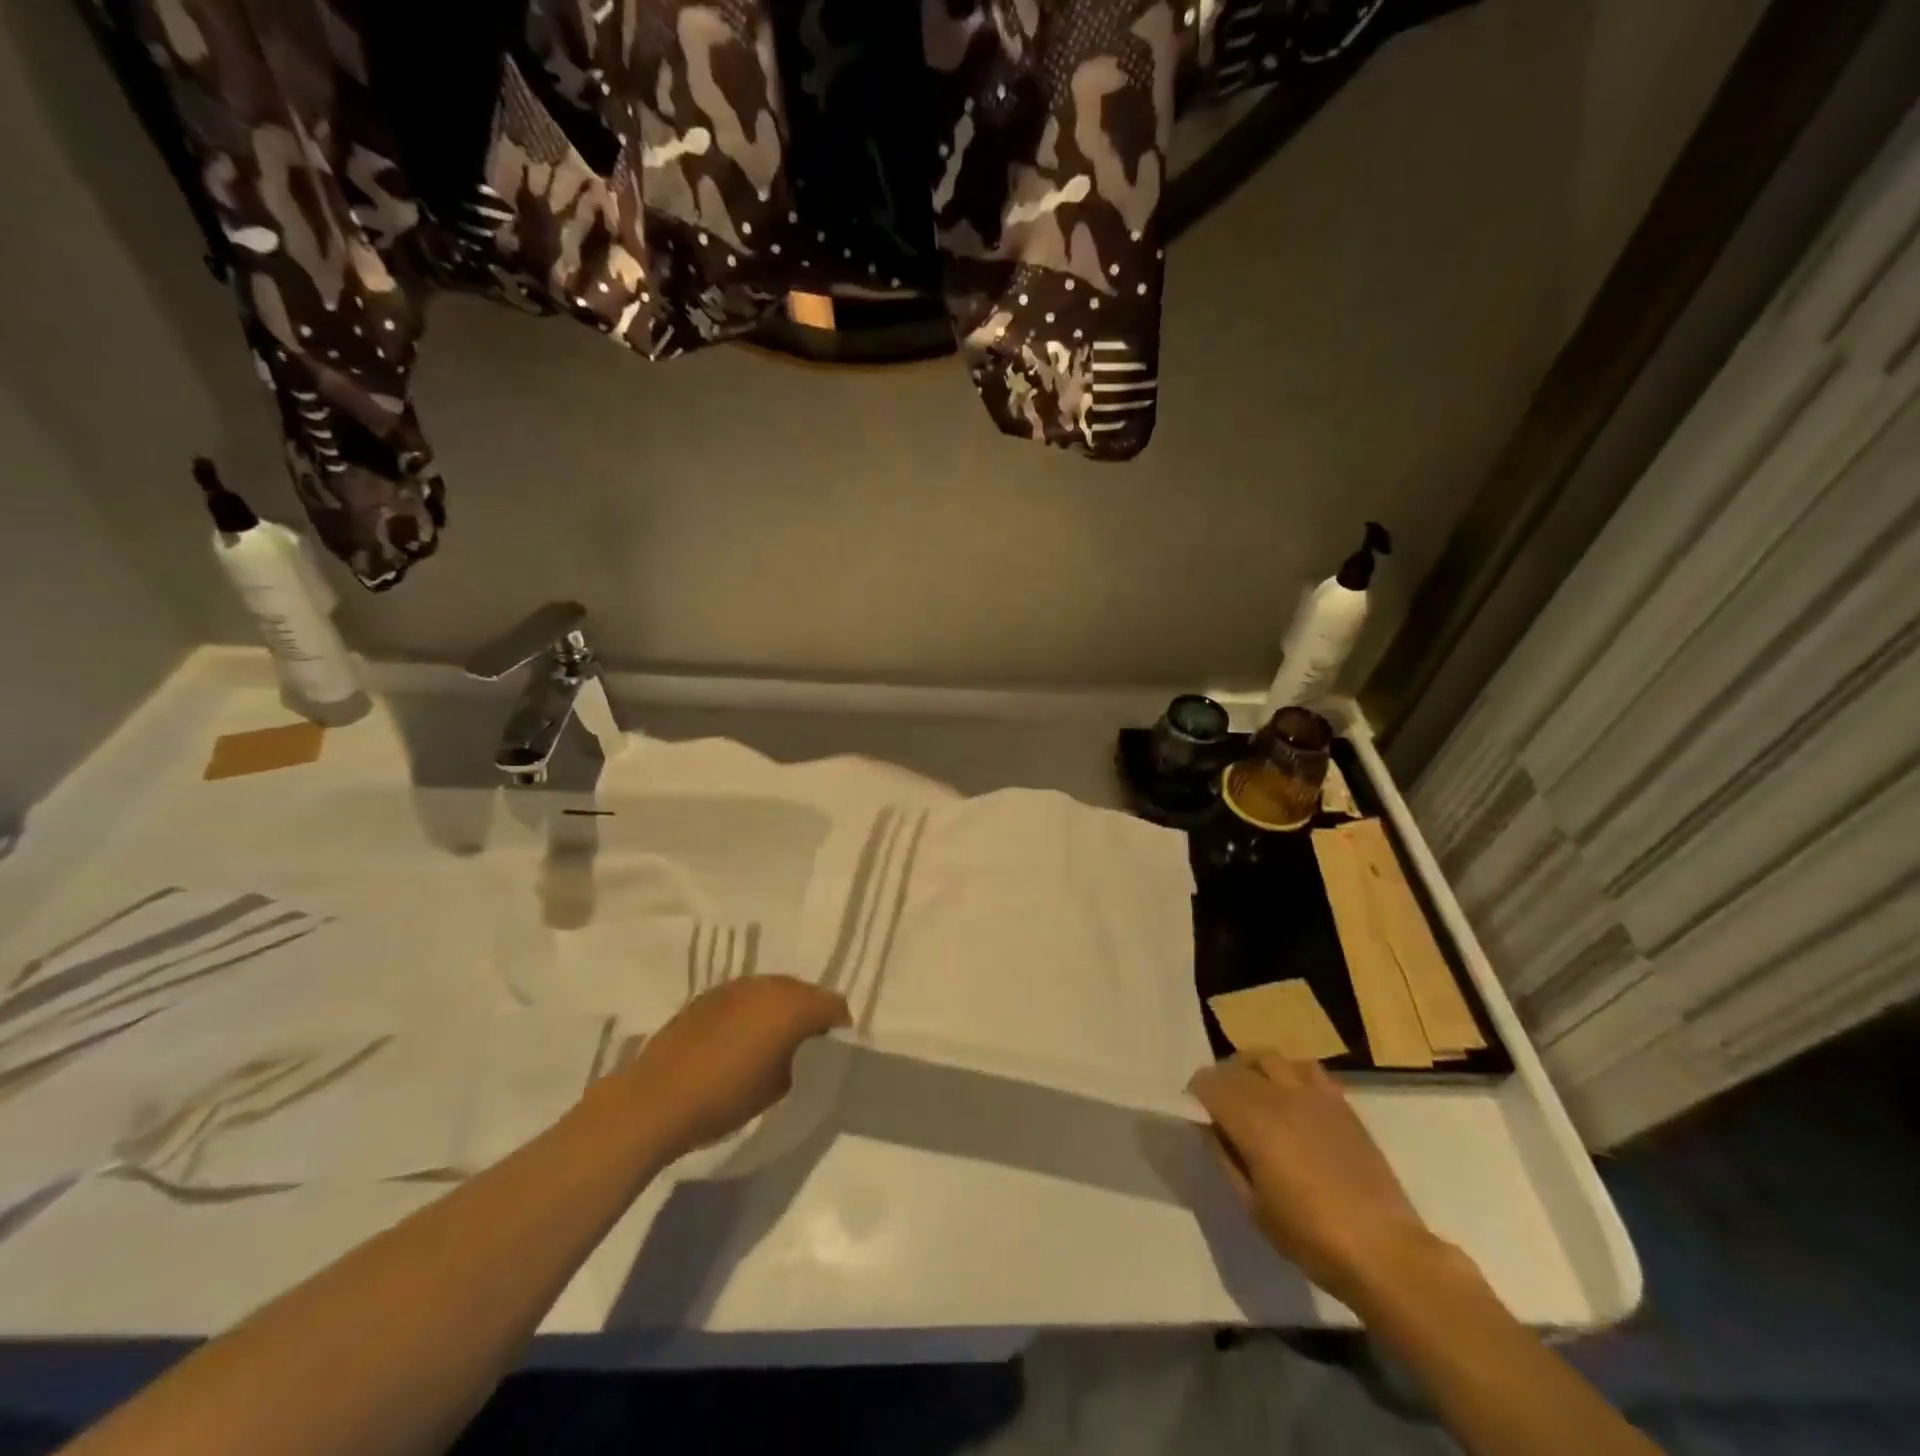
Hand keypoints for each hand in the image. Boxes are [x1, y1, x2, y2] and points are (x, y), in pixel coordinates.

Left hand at [626, 977, 849, 1161]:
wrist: (658, 1099)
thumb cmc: (727, 1097)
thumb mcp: (780, 1085)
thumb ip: (800, 1058)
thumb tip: (800, 1048)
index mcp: (793, 1005)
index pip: (833, 1004)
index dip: (839, 1026)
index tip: (835, 1048)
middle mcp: (769, 985)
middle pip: (804, 991)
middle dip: (809, 1013)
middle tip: (806, 1045)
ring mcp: (737, 986)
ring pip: (773, 991)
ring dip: (779, 1009)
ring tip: (772, 1040)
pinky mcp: (710, 994)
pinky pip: (746, 997)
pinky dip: (752, 1011)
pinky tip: (740, 1038)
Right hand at [1189, 1053, 1436, 1307]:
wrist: (1383, 1250)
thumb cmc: (1310, 1235)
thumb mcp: (1252, 1206)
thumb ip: (1226, 1158)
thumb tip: (1212, 1129)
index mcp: (1253, 1119)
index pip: (1209, 1082)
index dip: (1197, 1093)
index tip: (1196, 1111)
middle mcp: (1279, 1095)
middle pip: (1237, 1064)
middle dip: (1221, 1078)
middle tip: (1220, 1103)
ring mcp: (1313, 1094)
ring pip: (1270, 1057)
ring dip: (1253, 1068)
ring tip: (1254, 1091)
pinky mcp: (1341, 1103)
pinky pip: (1305, 1068)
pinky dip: (1288, 1073)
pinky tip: (1291, 1097)